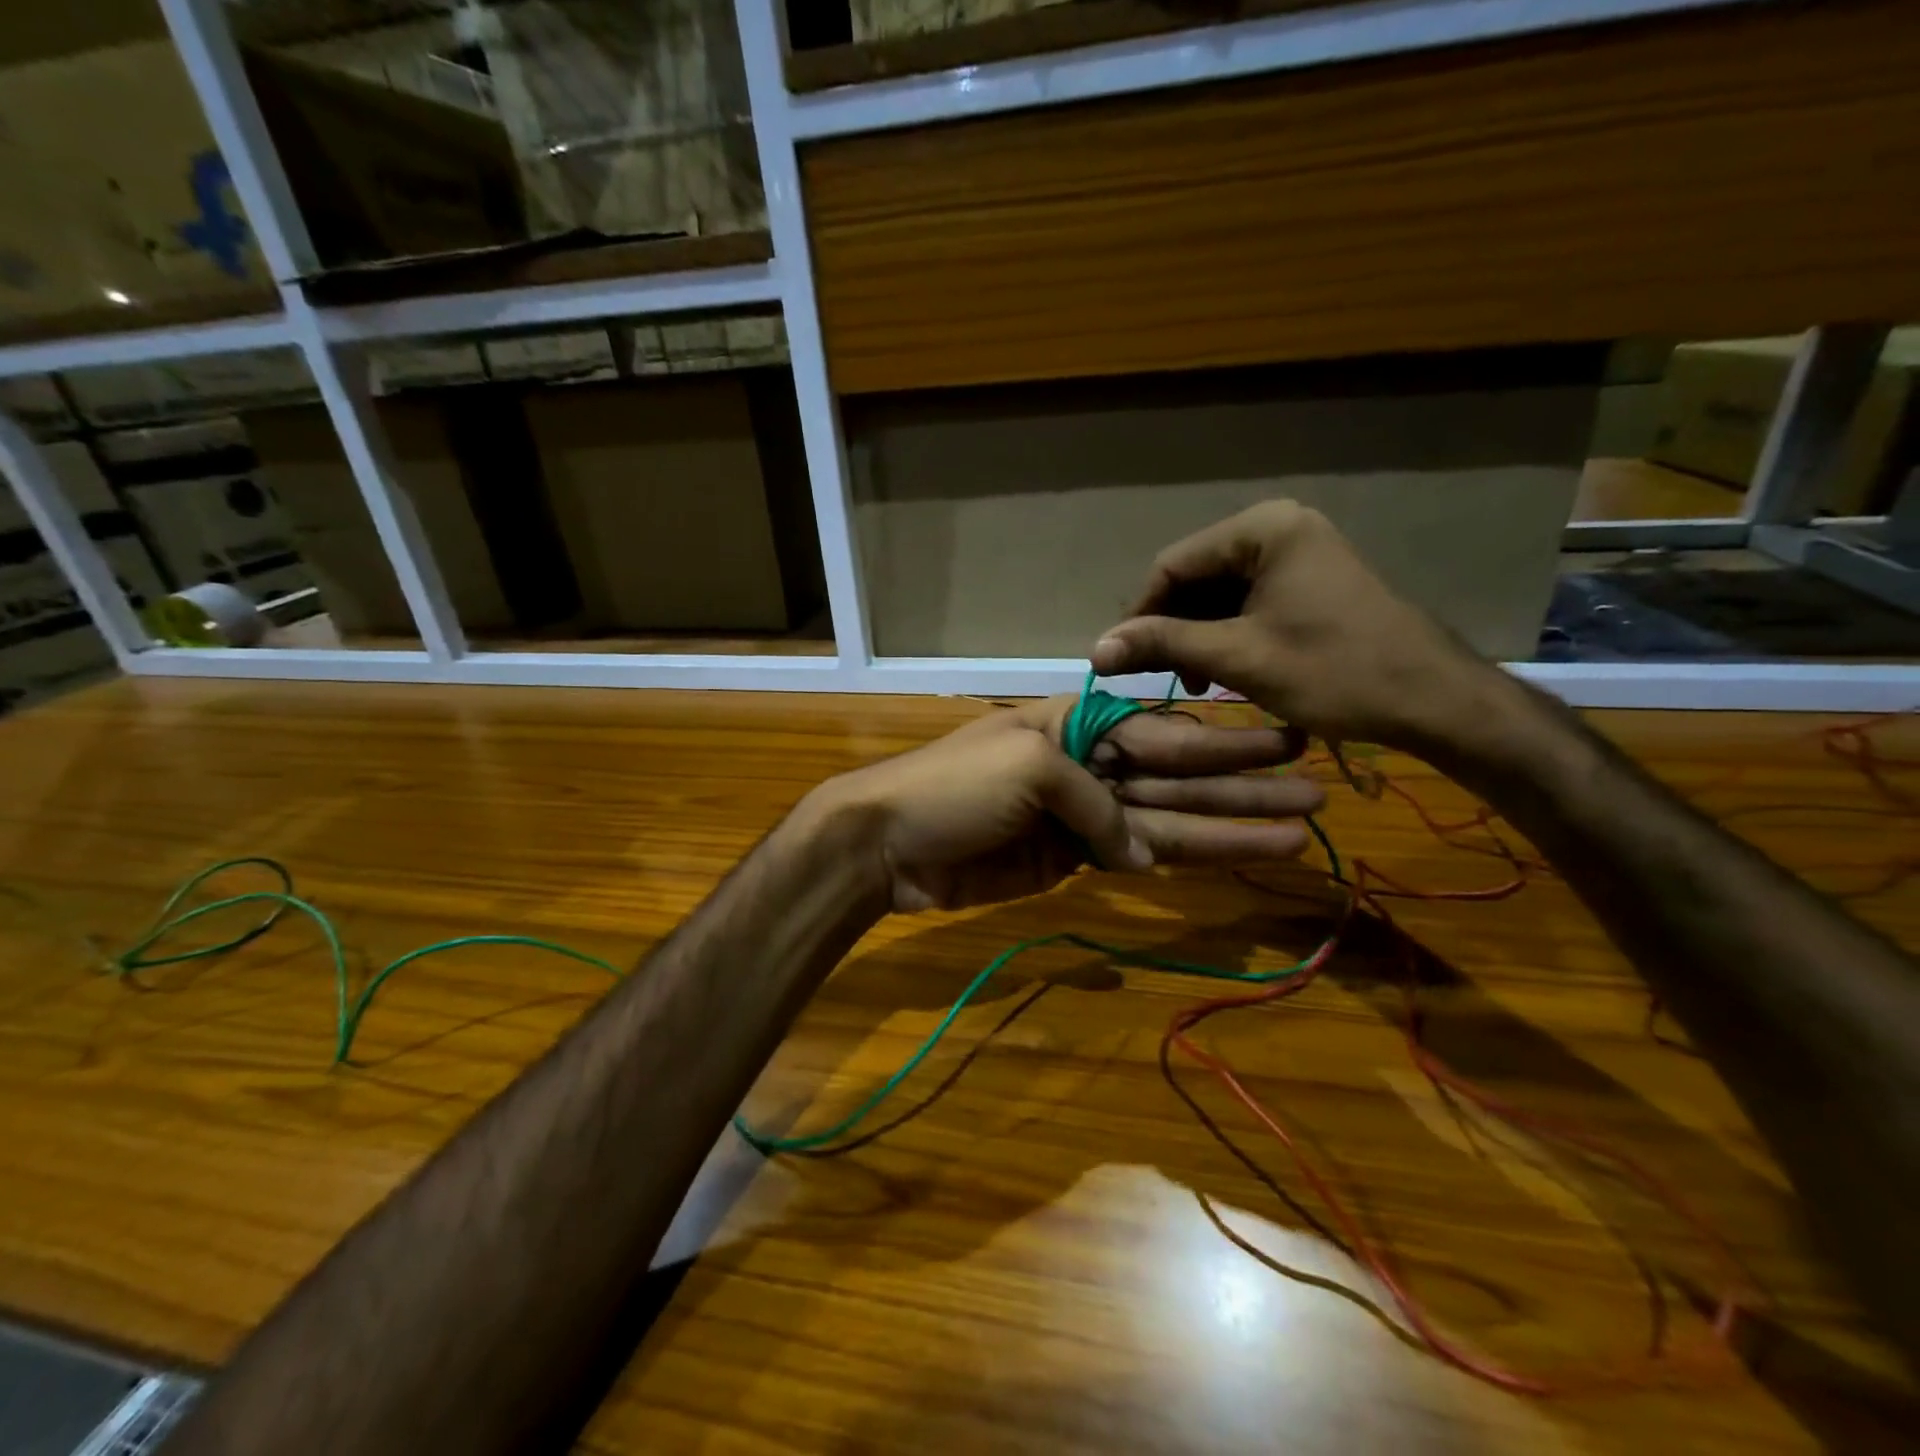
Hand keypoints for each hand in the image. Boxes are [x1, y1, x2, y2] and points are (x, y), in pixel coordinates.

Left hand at [803, 697, 1322, 912]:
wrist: (888, 843)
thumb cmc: (954, 786)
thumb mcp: (1030, 768)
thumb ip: (1096, 803)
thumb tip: (1135, 851)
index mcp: (1079, 724)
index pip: (1165, 733)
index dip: (1225, 744)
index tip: (1286, 741)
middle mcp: (1088, 765)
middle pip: (1178, 778)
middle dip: (1243, 787)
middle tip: (1316, 792)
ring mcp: (1081, 817)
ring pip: (1165, 822)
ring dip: (1227, 829)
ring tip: (1295, 834)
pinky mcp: (1069, 861)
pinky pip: (1133, 857)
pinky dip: (1176, 860)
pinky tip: (1227, 860)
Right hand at [1089, 501, 1505, 751]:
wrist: (1433, 700)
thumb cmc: (1334, 671)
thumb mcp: (1238, 657)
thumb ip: (1162, 645)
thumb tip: (1095, 650)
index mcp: (1262, 529)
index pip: (1172, 565)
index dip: (1140, 615)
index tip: (1121, 662)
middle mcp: (1278, 528)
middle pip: (1196, 577)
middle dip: (1172, 628)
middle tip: (1163, 678)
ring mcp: (1298, 553)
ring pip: (1219, 593)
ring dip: (1197, 636)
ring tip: (1194, 681)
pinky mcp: (1309, 581)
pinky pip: (1248, 602)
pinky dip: (1227, 635)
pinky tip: (1222, 670)